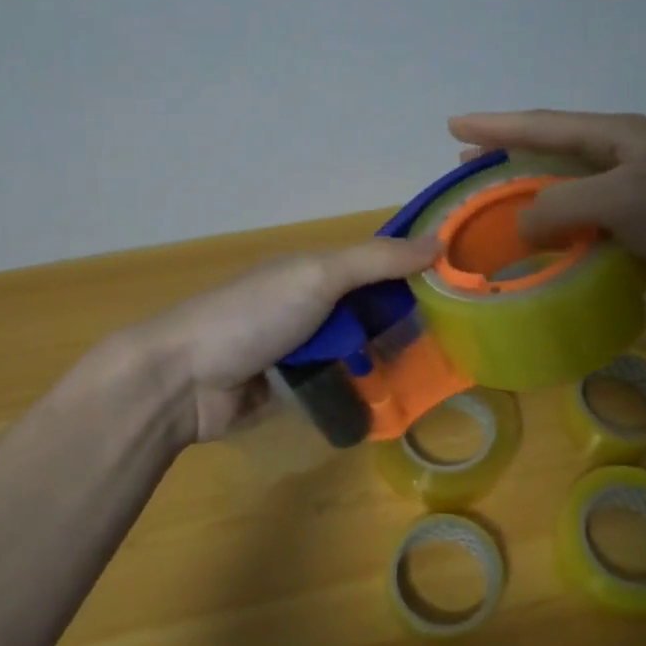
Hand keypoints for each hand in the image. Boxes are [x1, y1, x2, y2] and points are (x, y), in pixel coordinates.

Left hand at [123, 235, 439, 443]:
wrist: (183, 380)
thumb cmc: (253, 315)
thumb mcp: (318, 276)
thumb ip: (376, 261)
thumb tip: (440, 243)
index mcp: (313, 270)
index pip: (377, 264)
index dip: (415, 270)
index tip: (462, 284)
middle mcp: (310, 306)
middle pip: (370, 309)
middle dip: (407, 321)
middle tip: (461, 340)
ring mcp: (299, 350)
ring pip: (357, 350)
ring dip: (388, 359)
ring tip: (439, 375)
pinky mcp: (292, 390)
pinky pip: (338, 385)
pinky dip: (362, 390)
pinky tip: (398, 402)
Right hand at [448, 109, 645, 316]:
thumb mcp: (621, 198)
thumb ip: (560, 206)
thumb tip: (520, 227)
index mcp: (618, 137)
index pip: (543, 125)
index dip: (496, 126)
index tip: (454, 126)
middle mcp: (624, 162)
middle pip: (552, 157)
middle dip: (508, 162)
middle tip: (466, 172)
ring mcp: (637, 200)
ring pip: (569, 200)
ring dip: (532, 209)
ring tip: (495, 219)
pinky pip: (590, 235)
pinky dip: (562, 244)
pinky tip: (540, 258)